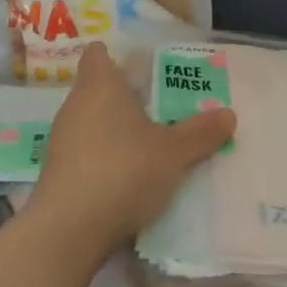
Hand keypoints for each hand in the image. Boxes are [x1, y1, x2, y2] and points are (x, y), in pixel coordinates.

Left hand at [27, 43, 236, 256]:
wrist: (67, 232)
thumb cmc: (123, 171)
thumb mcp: (174, 152)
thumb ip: (201, 132)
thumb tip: (229, 114)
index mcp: (100, 85)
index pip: (98, 54)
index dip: (118, 57)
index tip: (145, 69)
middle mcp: (75, 105)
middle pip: (99, 89)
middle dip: (128, 97)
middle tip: (163, 108)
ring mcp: (61, 141)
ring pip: (92, 123)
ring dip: (117, 131)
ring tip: (151, 146)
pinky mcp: (57, 174)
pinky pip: (85, 154)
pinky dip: (105, 160)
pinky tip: (129, 179)